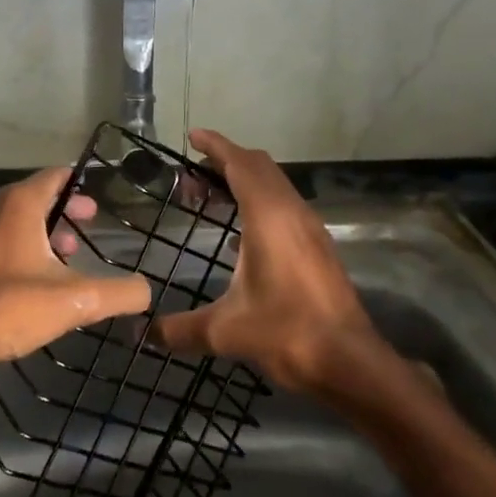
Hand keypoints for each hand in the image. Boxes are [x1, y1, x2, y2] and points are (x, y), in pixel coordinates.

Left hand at [0, 167, 151, 379]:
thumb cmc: (9, 308)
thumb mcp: (74, 302)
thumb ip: (117, 294)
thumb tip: (147, 291)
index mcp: (19, 204)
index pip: (56, 176)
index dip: (81, 183)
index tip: (101, 196)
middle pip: (37, 195)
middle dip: (66, 208)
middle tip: (90, 222)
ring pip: (17, 217)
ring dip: (44, 228)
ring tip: (67, 254)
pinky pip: (0, 236)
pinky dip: (23, 243)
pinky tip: (36, 275)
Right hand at [149, 128, 379, 391]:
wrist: (349, 360)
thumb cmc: (287, 333)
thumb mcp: (225, 331)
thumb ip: (180, 328)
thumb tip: (145, 332)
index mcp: (268, 216)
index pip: (240, 163)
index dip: (215, 146)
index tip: (193, 136)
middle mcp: (292, 211)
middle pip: (259, 167)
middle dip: (225, 162)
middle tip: (192, 178)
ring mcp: (310, 227)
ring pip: (275, 184)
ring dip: (245, 182)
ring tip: (212, 200)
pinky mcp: (318, 245)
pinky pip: (285, 205)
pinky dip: (260, 201)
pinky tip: (242, 235)